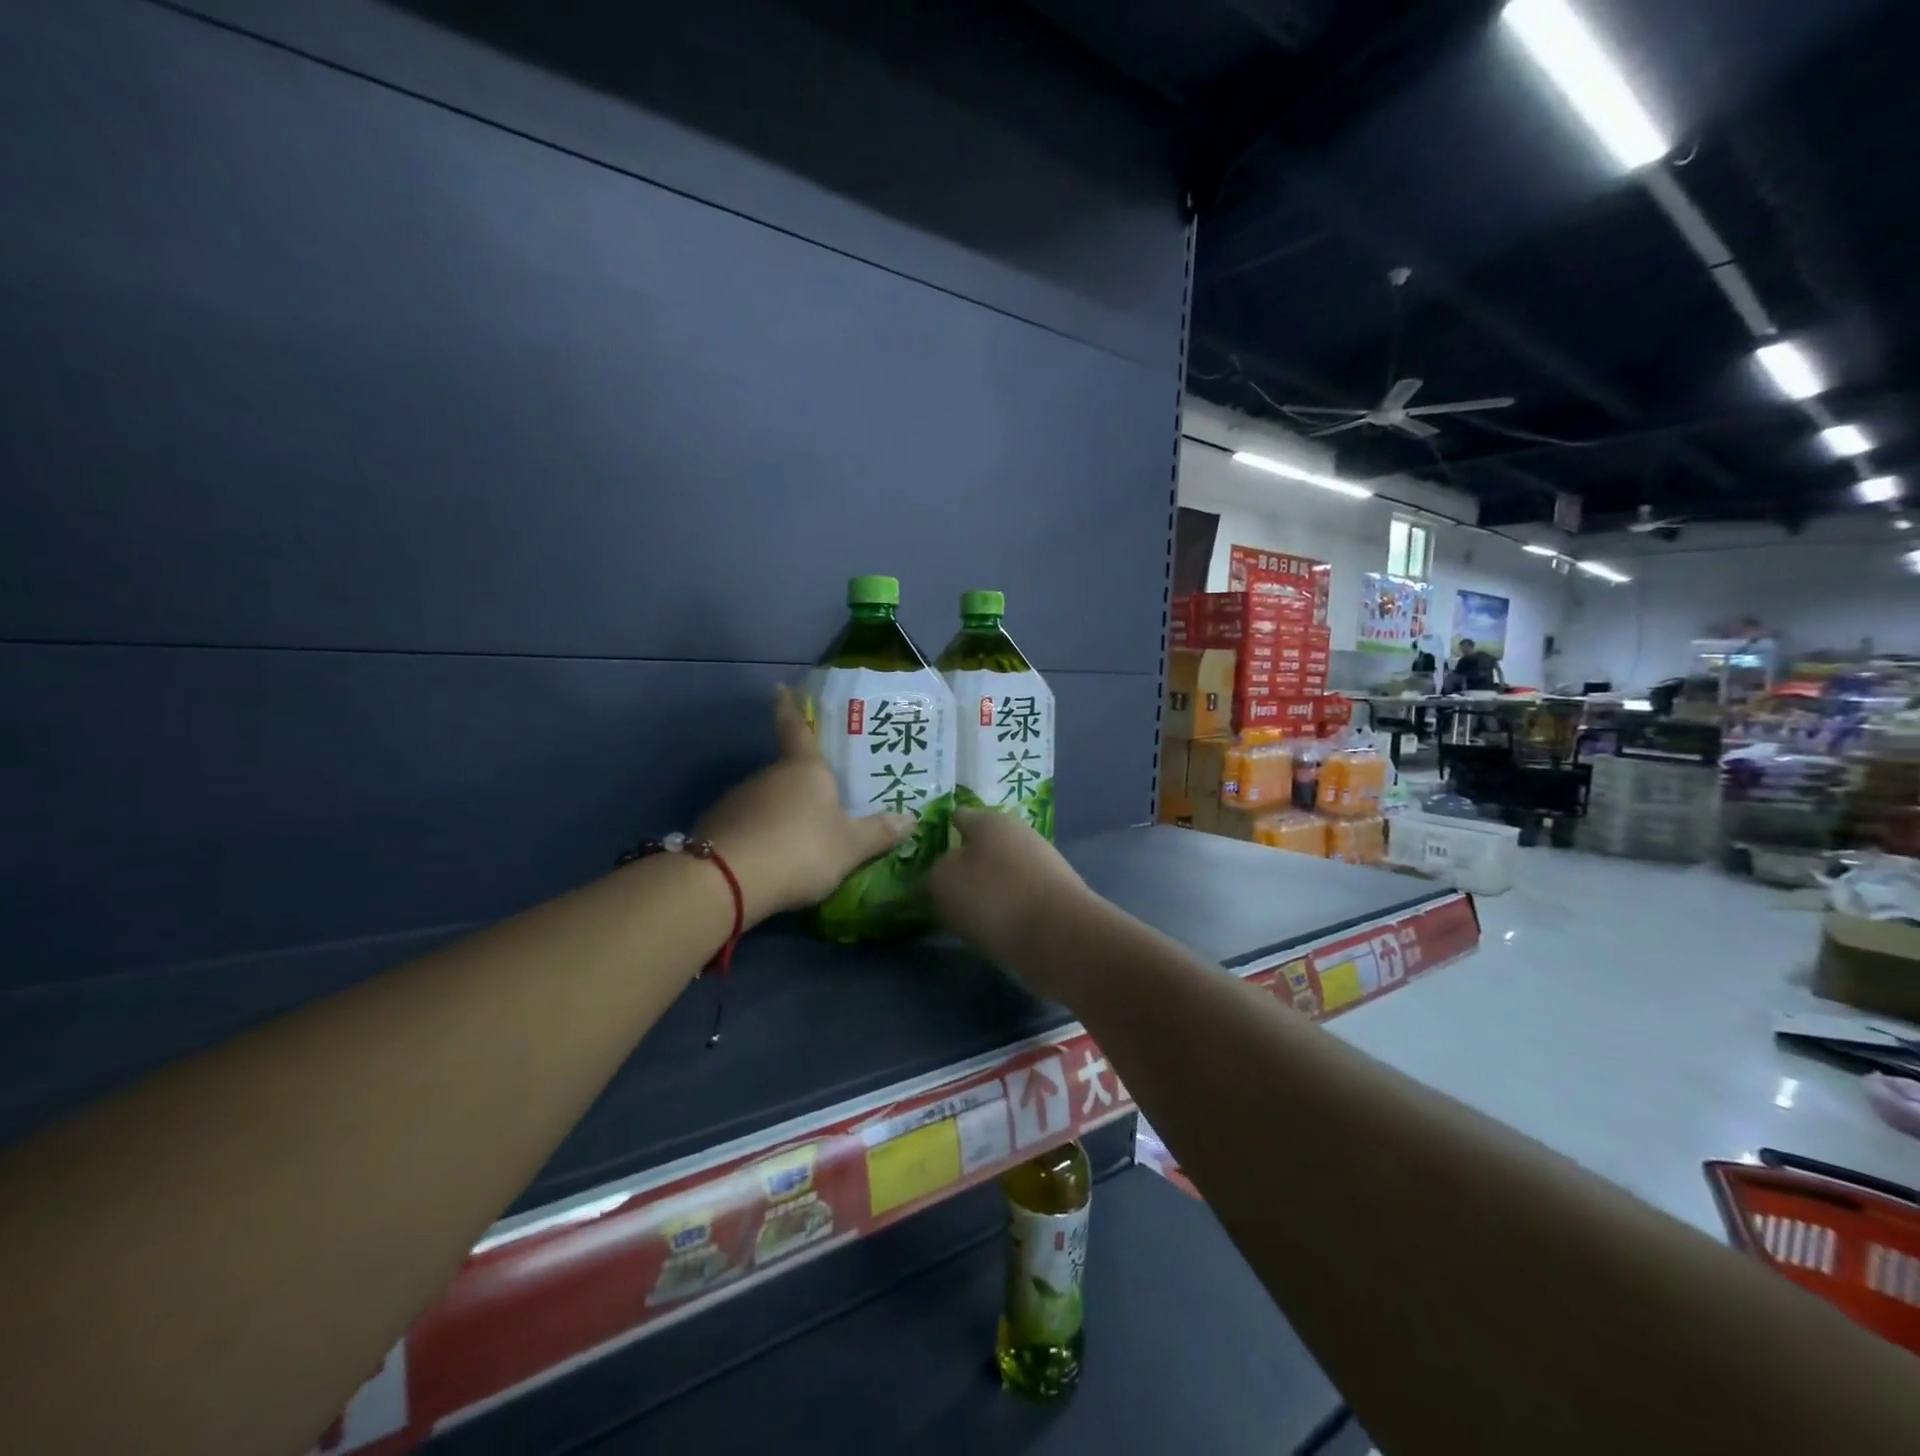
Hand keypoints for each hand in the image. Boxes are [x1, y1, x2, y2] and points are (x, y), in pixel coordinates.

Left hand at [695, 688, 913, 924]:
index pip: (796, 728)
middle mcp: (769, 775)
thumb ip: (878, 832)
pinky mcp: (717, 828)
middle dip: (802, 784)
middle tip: (824, 798)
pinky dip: (761, 836)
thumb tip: (911, 819)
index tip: (779, 687)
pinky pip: (749, 825)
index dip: (790, 707)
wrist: (727, 880)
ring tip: (801, 839)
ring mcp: (738, 800)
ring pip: (767, 800)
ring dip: (782, 813)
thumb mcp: (850, 846)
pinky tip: (772, 859)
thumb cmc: (800, 849)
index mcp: (804, 769)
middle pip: (788, 772)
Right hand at [928, 808, 1093, 995]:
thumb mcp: (943, 880)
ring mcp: (1041, 864)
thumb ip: (932, 873)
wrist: (1060, 937)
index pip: (957, 817)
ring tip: (960, 915)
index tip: (921, 857)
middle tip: (938, 890)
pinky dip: (1002, 909)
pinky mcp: (1054, 895)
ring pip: (999, 872)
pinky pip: (1016, 897)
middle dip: (961, 865)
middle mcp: (1018, 833)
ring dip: (982, 889)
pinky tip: (990, 927)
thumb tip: (938, 876)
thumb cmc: (993, 897)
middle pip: (979, 846)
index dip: (938, 834)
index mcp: (989, 819)